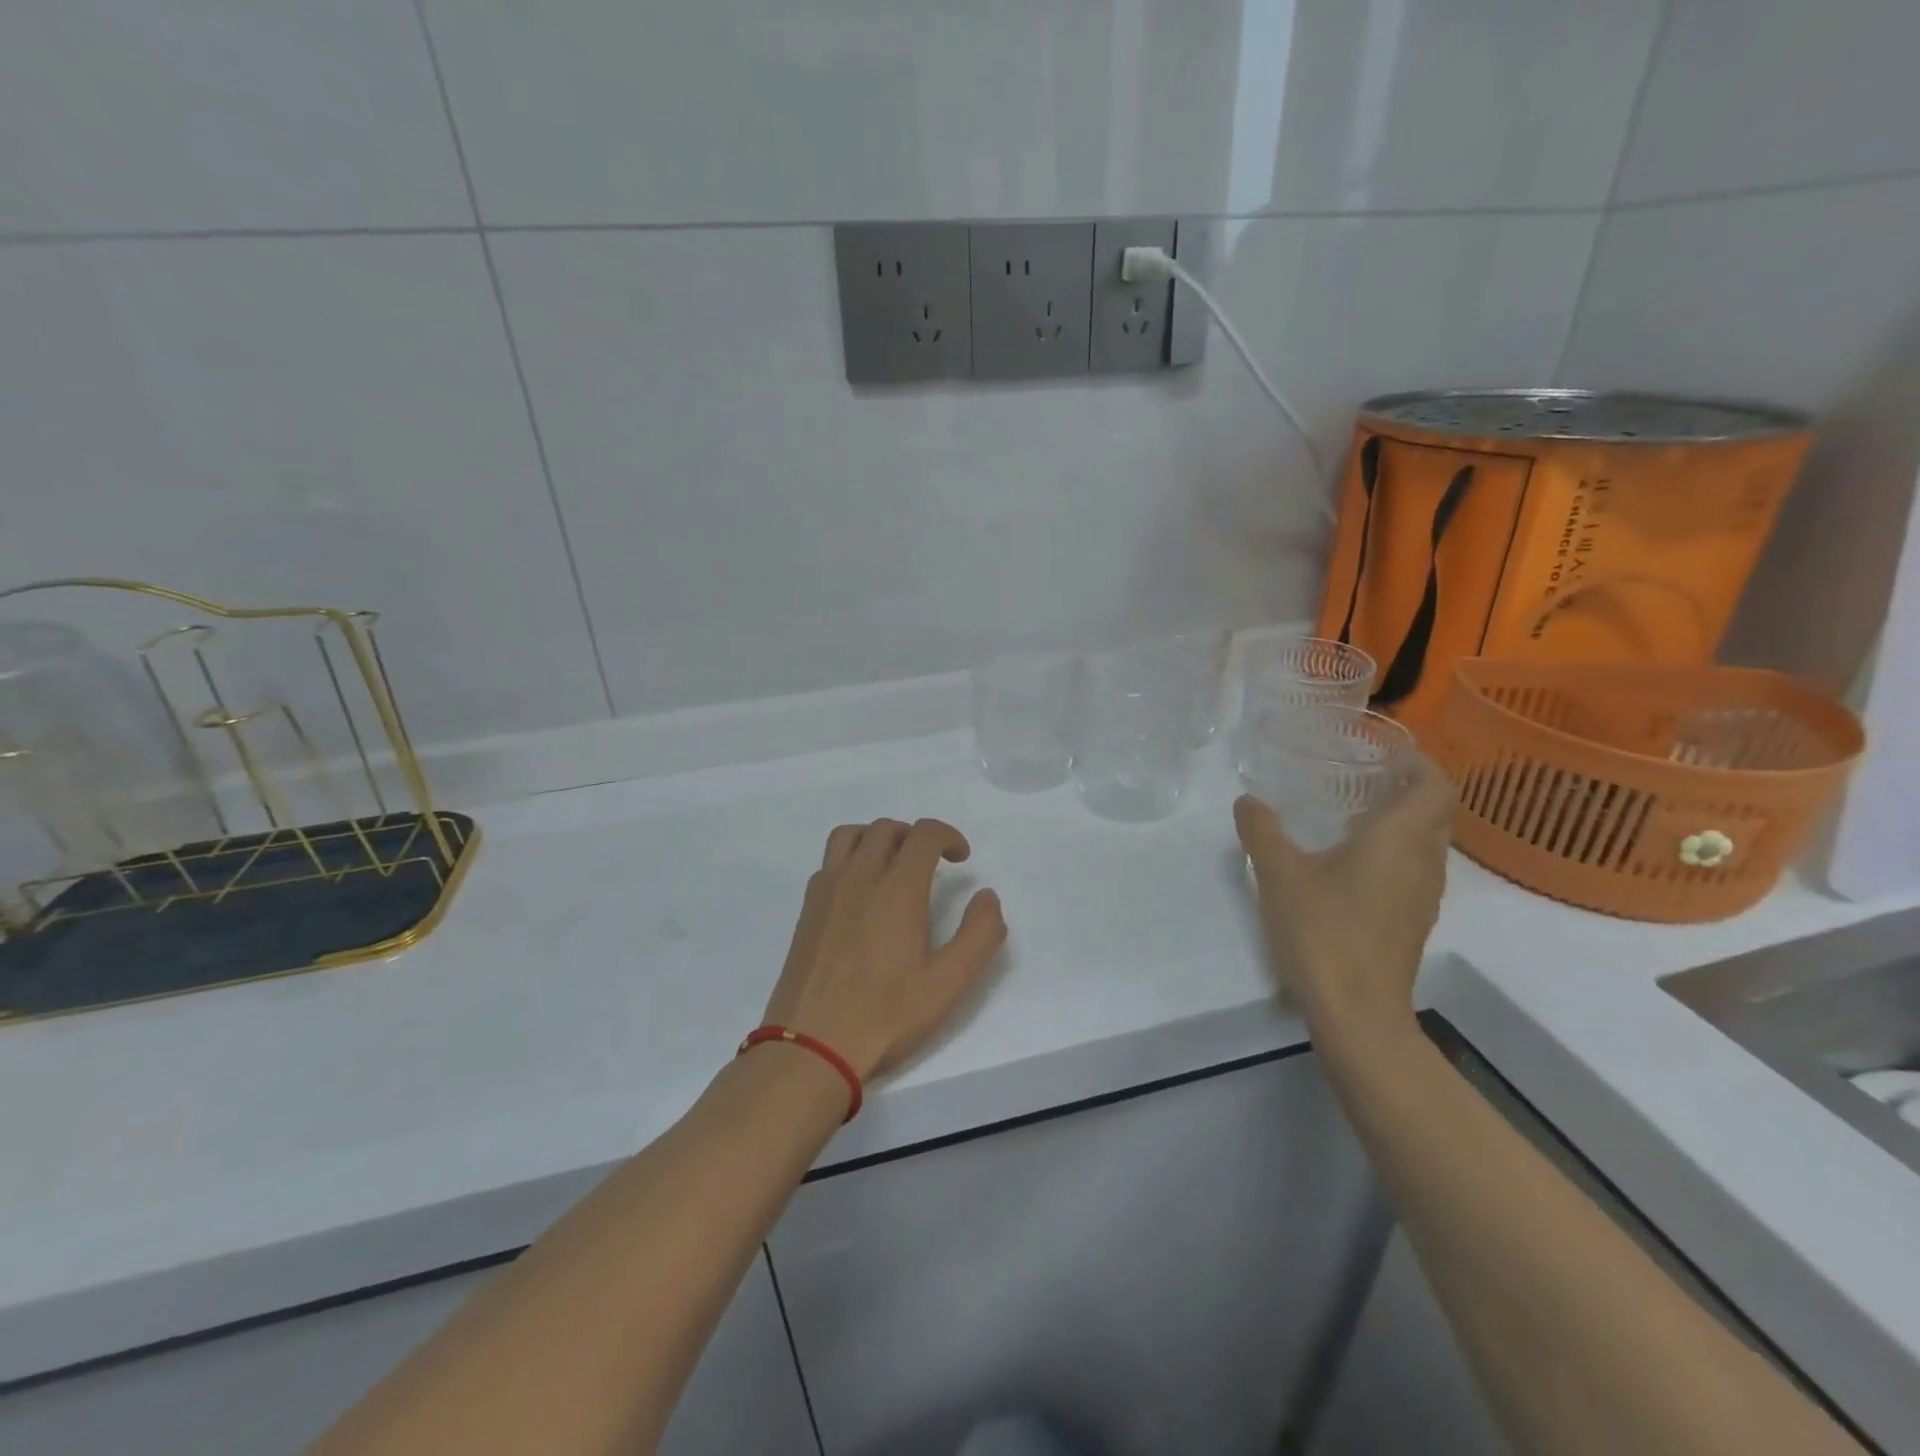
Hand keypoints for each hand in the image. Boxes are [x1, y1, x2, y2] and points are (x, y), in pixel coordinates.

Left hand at [762, 818, 1007, 1081]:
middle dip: (915, 836)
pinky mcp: (806, 910)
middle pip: (886, 829)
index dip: (948, 835)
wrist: (811, 1046)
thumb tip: (987, 896)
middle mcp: (859, 877)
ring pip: (850, 836)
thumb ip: (979, 934)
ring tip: (893, 865)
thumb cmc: (886, 1015)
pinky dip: (851, 859)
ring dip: (877, 838)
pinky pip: (829, 862)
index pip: (923, 834)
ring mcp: (826, 891)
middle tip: (932, 863)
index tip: (961, 858)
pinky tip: (861, 894)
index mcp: (897, 889)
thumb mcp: (949, 983)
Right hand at [1234, 755, 1453, 1039]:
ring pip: (1427, 843)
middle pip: (1435, 812)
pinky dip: (1394, 852)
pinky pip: (1414, 870)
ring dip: (1401, 822)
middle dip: (1408, 788)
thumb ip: (1261, 830)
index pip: (1436, 785)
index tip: (1387, 751)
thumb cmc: (1324, 931)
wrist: (1357, 1013)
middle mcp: (1424, 862)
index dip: (1420, 762)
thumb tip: (1247, 801)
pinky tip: (1349, 864)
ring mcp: (1423, 896)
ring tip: (1353, 814)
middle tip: (1364, 776)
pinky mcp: (1413, 922)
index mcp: (1400, 839)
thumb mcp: (1279, 873)